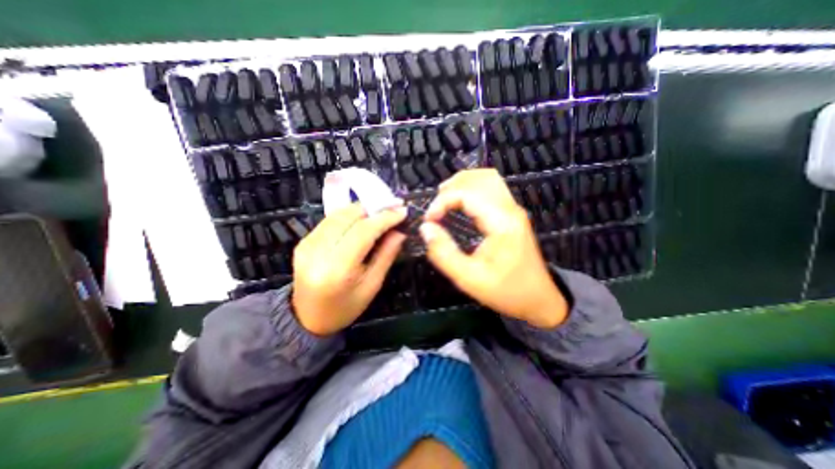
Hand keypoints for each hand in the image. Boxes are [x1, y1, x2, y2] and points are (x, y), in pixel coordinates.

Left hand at [293, 203, 406, 335]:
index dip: (384, 218)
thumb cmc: (345, 307)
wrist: (308, 319)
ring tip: (380, 210)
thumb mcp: (372, 285)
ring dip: (361, 209)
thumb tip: (400, 231)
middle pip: (348, 217)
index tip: (401, 211)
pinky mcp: (303, 241)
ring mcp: (307, 244)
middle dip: (373, 208)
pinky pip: (330, 220)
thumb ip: (386, 255)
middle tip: (392, 207)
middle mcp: (318, 251)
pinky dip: (348, 215)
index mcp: (338, 268)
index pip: (363, 232)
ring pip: (338, 215)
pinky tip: (361, 218)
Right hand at [421, 170, 570, 326]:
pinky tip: (460, 201)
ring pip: (487, 178)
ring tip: (443, 200)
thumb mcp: (469, 279)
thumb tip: (425, 228)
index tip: (429, 220)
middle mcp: (509, 208)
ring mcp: (513, 209)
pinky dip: (471, 187)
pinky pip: (491, 187)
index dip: (442, 201)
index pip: (467, 194)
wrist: (538, 299)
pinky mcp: (511, 213)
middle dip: (451, 188)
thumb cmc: (505, 291)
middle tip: (435, 209)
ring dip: (462, 183)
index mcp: (501, 222)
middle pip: (479, 178)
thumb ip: (444, 253)